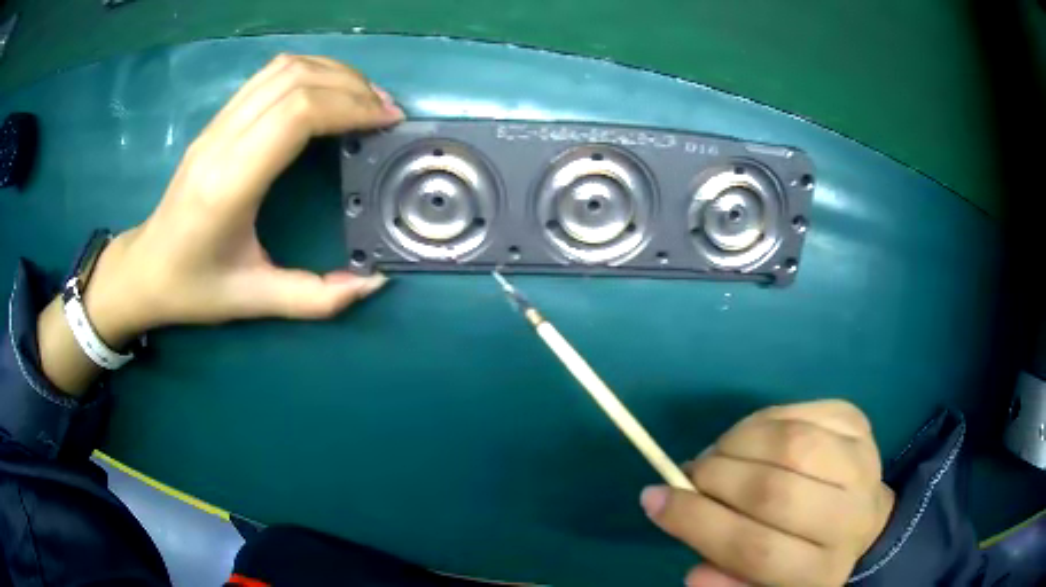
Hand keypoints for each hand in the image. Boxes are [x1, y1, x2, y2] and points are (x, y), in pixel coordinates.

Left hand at [88, 54, 402, 344]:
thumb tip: (374, 283)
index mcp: (229, 183)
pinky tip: (328, 92)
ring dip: (332, 73)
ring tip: (365, 97)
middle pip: (295, 80)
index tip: (386, 122)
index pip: (296, 114)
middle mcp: (221, 141)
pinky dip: (309, 72)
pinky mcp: (217, 120)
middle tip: (386, 111)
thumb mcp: (253, 301)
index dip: (349, 107)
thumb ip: (315, 299)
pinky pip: (268, 75)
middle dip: (351, 86)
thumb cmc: (193, 288)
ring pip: (282, 68)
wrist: (143, 269)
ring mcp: (216, 124)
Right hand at [641, 400, 893, 586]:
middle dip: (715, 478)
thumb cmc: (803, 559)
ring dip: (737, 443)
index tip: (654, 499)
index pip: (754, 549)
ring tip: (717, 455)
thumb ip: (729, 581)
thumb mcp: (765, 586)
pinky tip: (749, 438)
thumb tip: (692, 571)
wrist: (862, 521)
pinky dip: (761, 421)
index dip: (697, 523)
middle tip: (689, 474)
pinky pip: (800, 412)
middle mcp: (850, 518)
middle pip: (774, 492)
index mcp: (821, 571)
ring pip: (790, 443)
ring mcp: (861, 463)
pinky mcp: (859, 425)